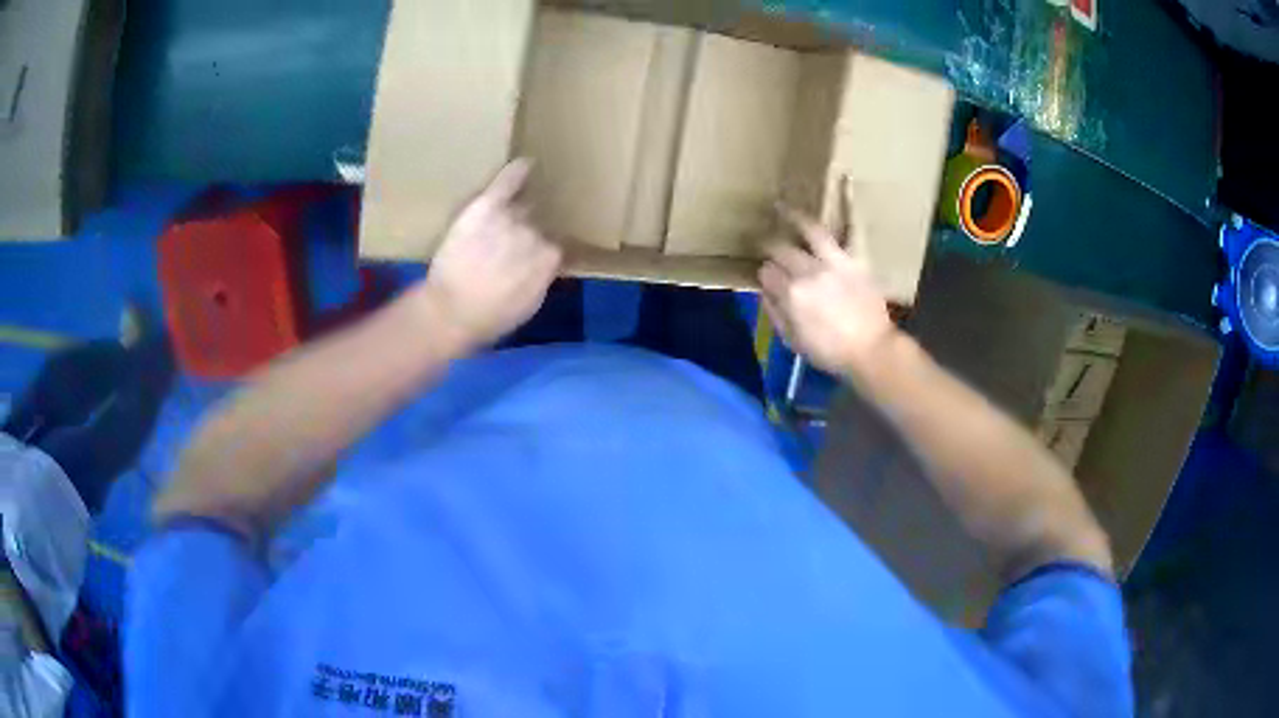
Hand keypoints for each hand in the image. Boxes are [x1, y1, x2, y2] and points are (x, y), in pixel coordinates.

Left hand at [413, 159, 561, 351]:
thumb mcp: (528, 306)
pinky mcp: (487, 206)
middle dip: (527, 233)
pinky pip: (506, 183)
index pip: (553, 247)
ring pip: (519, 209)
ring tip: (517, 208)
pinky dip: (516, 171)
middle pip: (535, 226)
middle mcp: (534, 235)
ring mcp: (510, 219)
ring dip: (518, 211)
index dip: (541, 252)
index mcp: (549, 260)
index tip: (532, 258)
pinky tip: (524, 162)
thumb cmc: (489, 318)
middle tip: (509, 247)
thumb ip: (542, 279)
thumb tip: (549, 265)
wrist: (451, 310)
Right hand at [759, 205, 895, 374]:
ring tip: (780, 206)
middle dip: (771, 247)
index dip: (765, 274)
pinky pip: (854, 228)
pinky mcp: (857, 258)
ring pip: (809, 231)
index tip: (768, 278)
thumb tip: (764, 290)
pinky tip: (845, 179)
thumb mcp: (792, 340)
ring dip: (792, 216)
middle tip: (767, 244)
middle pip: (781, 250)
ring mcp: (834, 261)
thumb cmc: (830, 351)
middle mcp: (808, 271)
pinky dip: (850, 204)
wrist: (871, 351)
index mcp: (790, 294)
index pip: (766, 272)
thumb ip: (774, 312)